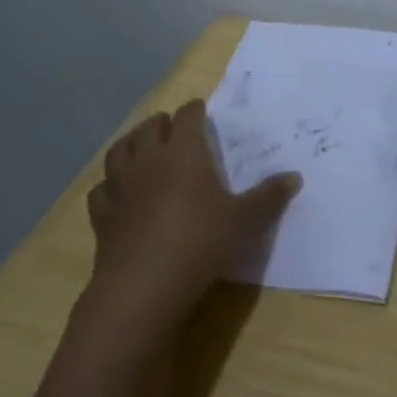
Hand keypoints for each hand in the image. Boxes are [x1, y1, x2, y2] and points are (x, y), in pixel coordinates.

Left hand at [85, 99, 300, 324]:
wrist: (144, 285)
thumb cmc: (201, 242)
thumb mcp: (245, 220)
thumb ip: (269, 196)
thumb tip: (295, 177)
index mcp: (185, 152)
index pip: (188, 116)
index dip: (196, 111)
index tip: (203, 112)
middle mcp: (149, 159)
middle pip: (150, 126)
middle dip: (163, 123)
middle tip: (175, 129)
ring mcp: (120, 186)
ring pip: (119, 150)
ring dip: (131, 143)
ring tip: (142, 148)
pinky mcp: (102, 214)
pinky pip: (101, 190)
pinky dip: (109, 186)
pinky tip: (117, 193)